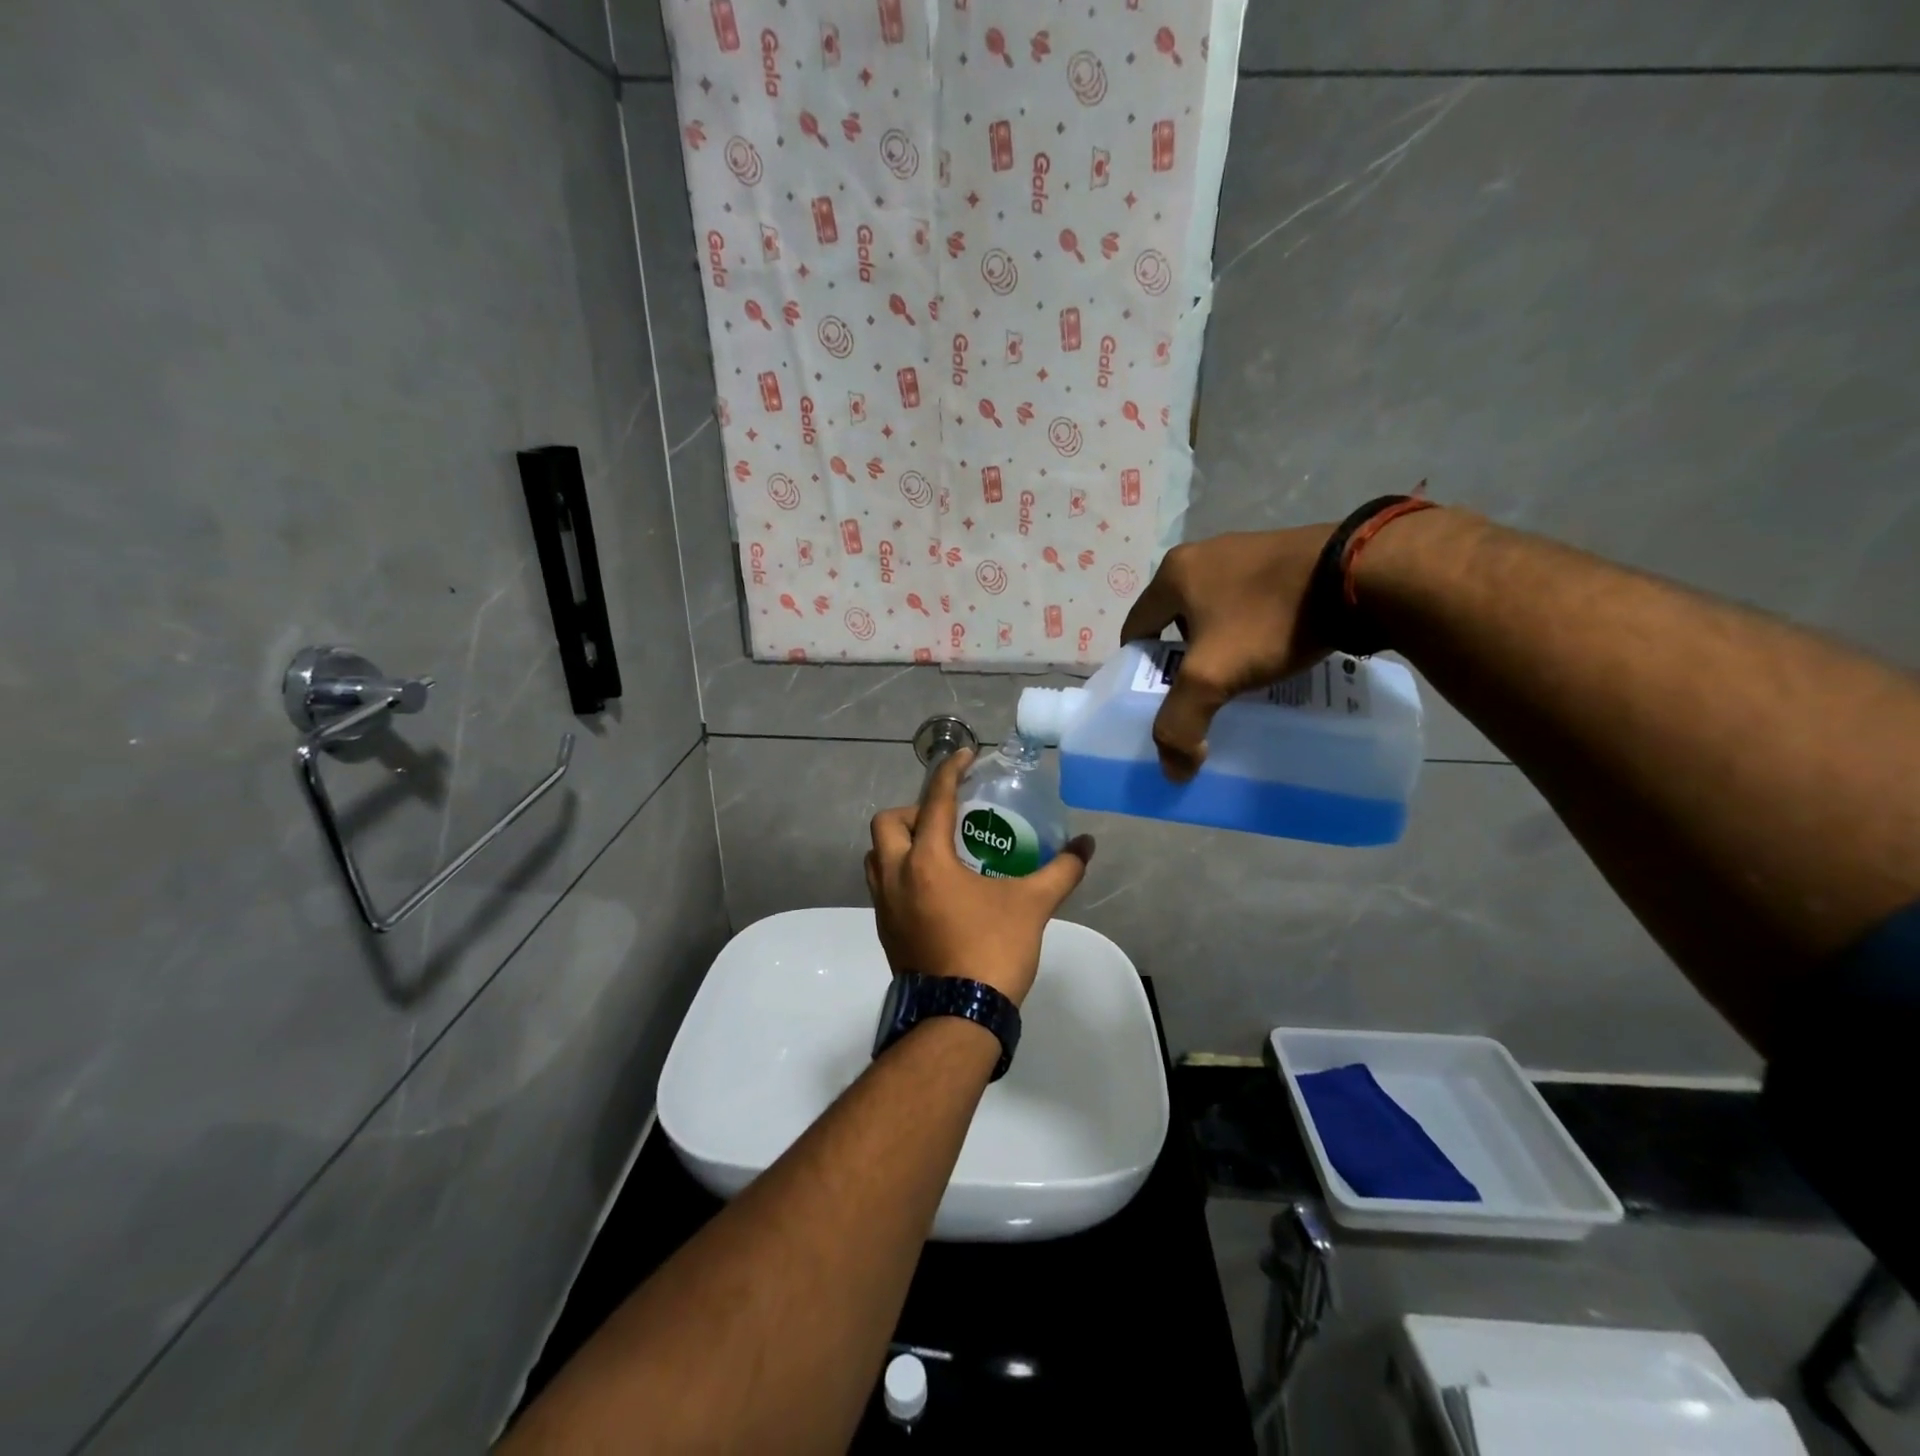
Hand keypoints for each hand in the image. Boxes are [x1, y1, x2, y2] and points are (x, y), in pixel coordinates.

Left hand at [865, 750, 1094, 1006]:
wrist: (958, 1017)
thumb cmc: (992, 951)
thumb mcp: (1032, 906)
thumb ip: (1061, 870)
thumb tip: (1086, 845)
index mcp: (927, 861)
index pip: (935, 801)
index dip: (949, 771)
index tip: (964, 756)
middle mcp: (896, 876)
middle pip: (887, 824)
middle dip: (913, 811)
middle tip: (947, 821)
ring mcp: (884, 906)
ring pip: (877, 856)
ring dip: (900, 842)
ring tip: (938, 850)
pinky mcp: (885, 930)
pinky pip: (882, 885)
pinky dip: (900, 872)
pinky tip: (934, 888)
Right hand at [1119, 526, 1335, 779]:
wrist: (1360, 575)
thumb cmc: (1268, 620)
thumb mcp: (1211, 676)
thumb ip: (1180, 725)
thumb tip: (1174, 771)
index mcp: (1174, 573)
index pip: (1135, 628)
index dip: (1138, 667)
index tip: (1155, 698)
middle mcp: (1204, 554)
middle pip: (1176, 622)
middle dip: (1183, 660)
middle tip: (1200, 694)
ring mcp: (1248, 551)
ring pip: (1217, 613)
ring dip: (1221, 645)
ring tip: (1240, 679)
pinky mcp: (1286, 558)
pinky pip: (1253, 604)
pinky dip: (1254, 631)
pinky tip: (1273, 654)